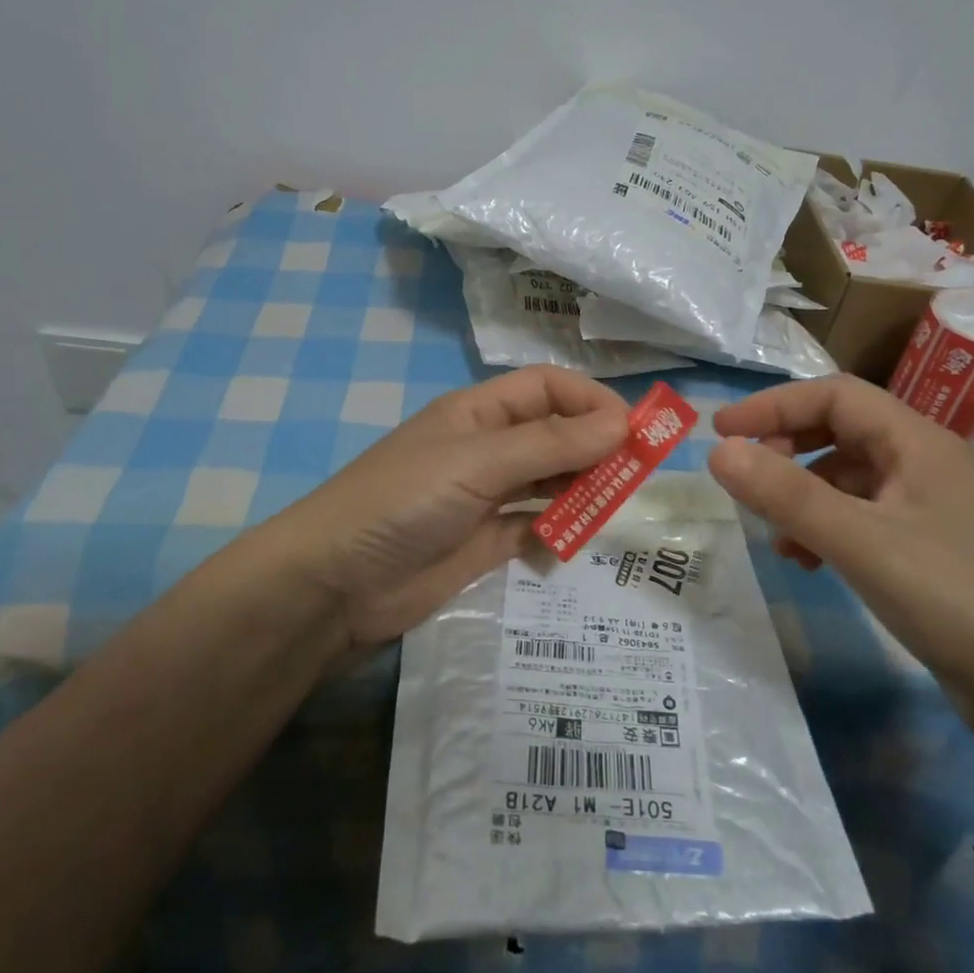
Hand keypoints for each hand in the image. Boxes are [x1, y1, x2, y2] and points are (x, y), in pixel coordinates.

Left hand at [278, 366, 629, 648]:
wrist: (336, 584)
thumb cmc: (403, 501)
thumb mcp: (477, 462)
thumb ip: (550, 443)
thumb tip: (622, 423)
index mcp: (479, 412)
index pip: (548, 388)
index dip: (591, 401)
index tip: (632, 431)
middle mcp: (487, 447)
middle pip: (555, 433)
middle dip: (596, 446)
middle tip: (636, 474)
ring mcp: (487, 496)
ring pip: (551, 479)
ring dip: (583, 486)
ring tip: (615, 504)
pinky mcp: (486, 542)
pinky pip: (536, 525)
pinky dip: (560, 528)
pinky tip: (577, 537)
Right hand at [706, 373, 973, 738]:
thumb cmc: (957, 600)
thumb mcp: (861, 542)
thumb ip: (786, 494)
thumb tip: (718, 451)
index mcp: (918, 443)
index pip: (835, 395)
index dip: (774, 406)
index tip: (722, 431)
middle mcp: (925, 465)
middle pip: (842, 431)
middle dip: (786, 448)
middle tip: (746, 479)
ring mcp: (931, 510)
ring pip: (850, 480)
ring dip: (803, 495)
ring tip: (775, 534)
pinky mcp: (931, 552)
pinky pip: (864, 520)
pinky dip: (827, 530)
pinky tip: (809, 562)